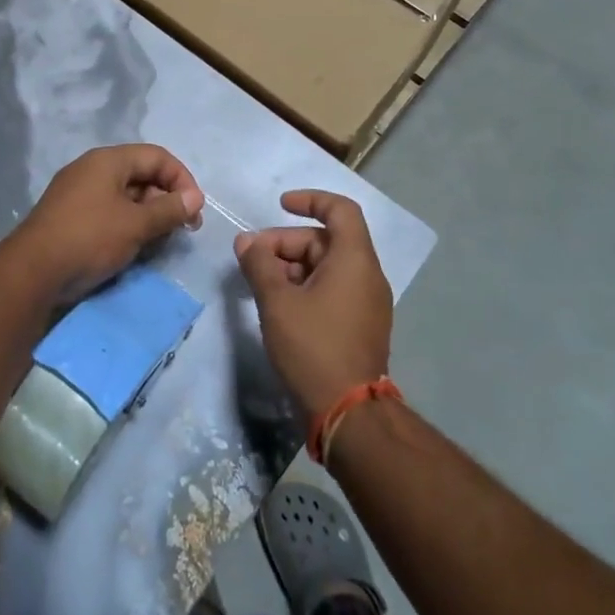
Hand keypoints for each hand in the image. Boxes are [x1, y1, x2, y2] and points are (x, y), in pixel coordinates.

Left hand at [10, 144, 204, 303]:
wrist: (32, 272)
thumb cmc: (90, 238)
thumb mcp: (136, 224)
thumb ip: (169, 209)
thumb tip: (195, 198)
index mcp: (108, 160)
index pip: (157, 156)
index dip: (182, 179)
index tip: (195, 210)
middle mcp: (92, 169)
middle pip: (141, 173)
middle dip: (166, 198)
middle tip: (183, 228)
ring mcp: (78, 192)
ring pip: (125, 194)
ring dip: (148, 213)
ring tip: (161, 239)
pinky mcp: (70, 215)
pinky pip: (108, 210)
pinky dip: (128, 223)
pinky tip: (135, 246)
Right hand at [236, 191, 393, 417]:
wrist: (349, 414)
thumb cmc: (313, 347)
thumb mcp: (277, 302)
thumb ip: (259, 264)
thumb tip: (246, 242)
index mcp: (355, 260)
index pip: (340, 210)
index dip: (310, 200)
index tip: (280, 205)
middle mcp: (368, 275)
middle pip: (326, 241)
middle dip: (286, 243)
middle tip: (251, 259)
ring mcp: (368, 303)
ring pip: (327, 267)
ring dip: (292, 267)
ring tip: (260, 284)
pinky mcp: (361, 326)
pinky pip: (333, 290)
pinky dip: (306, 287)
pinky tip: (279, 306)